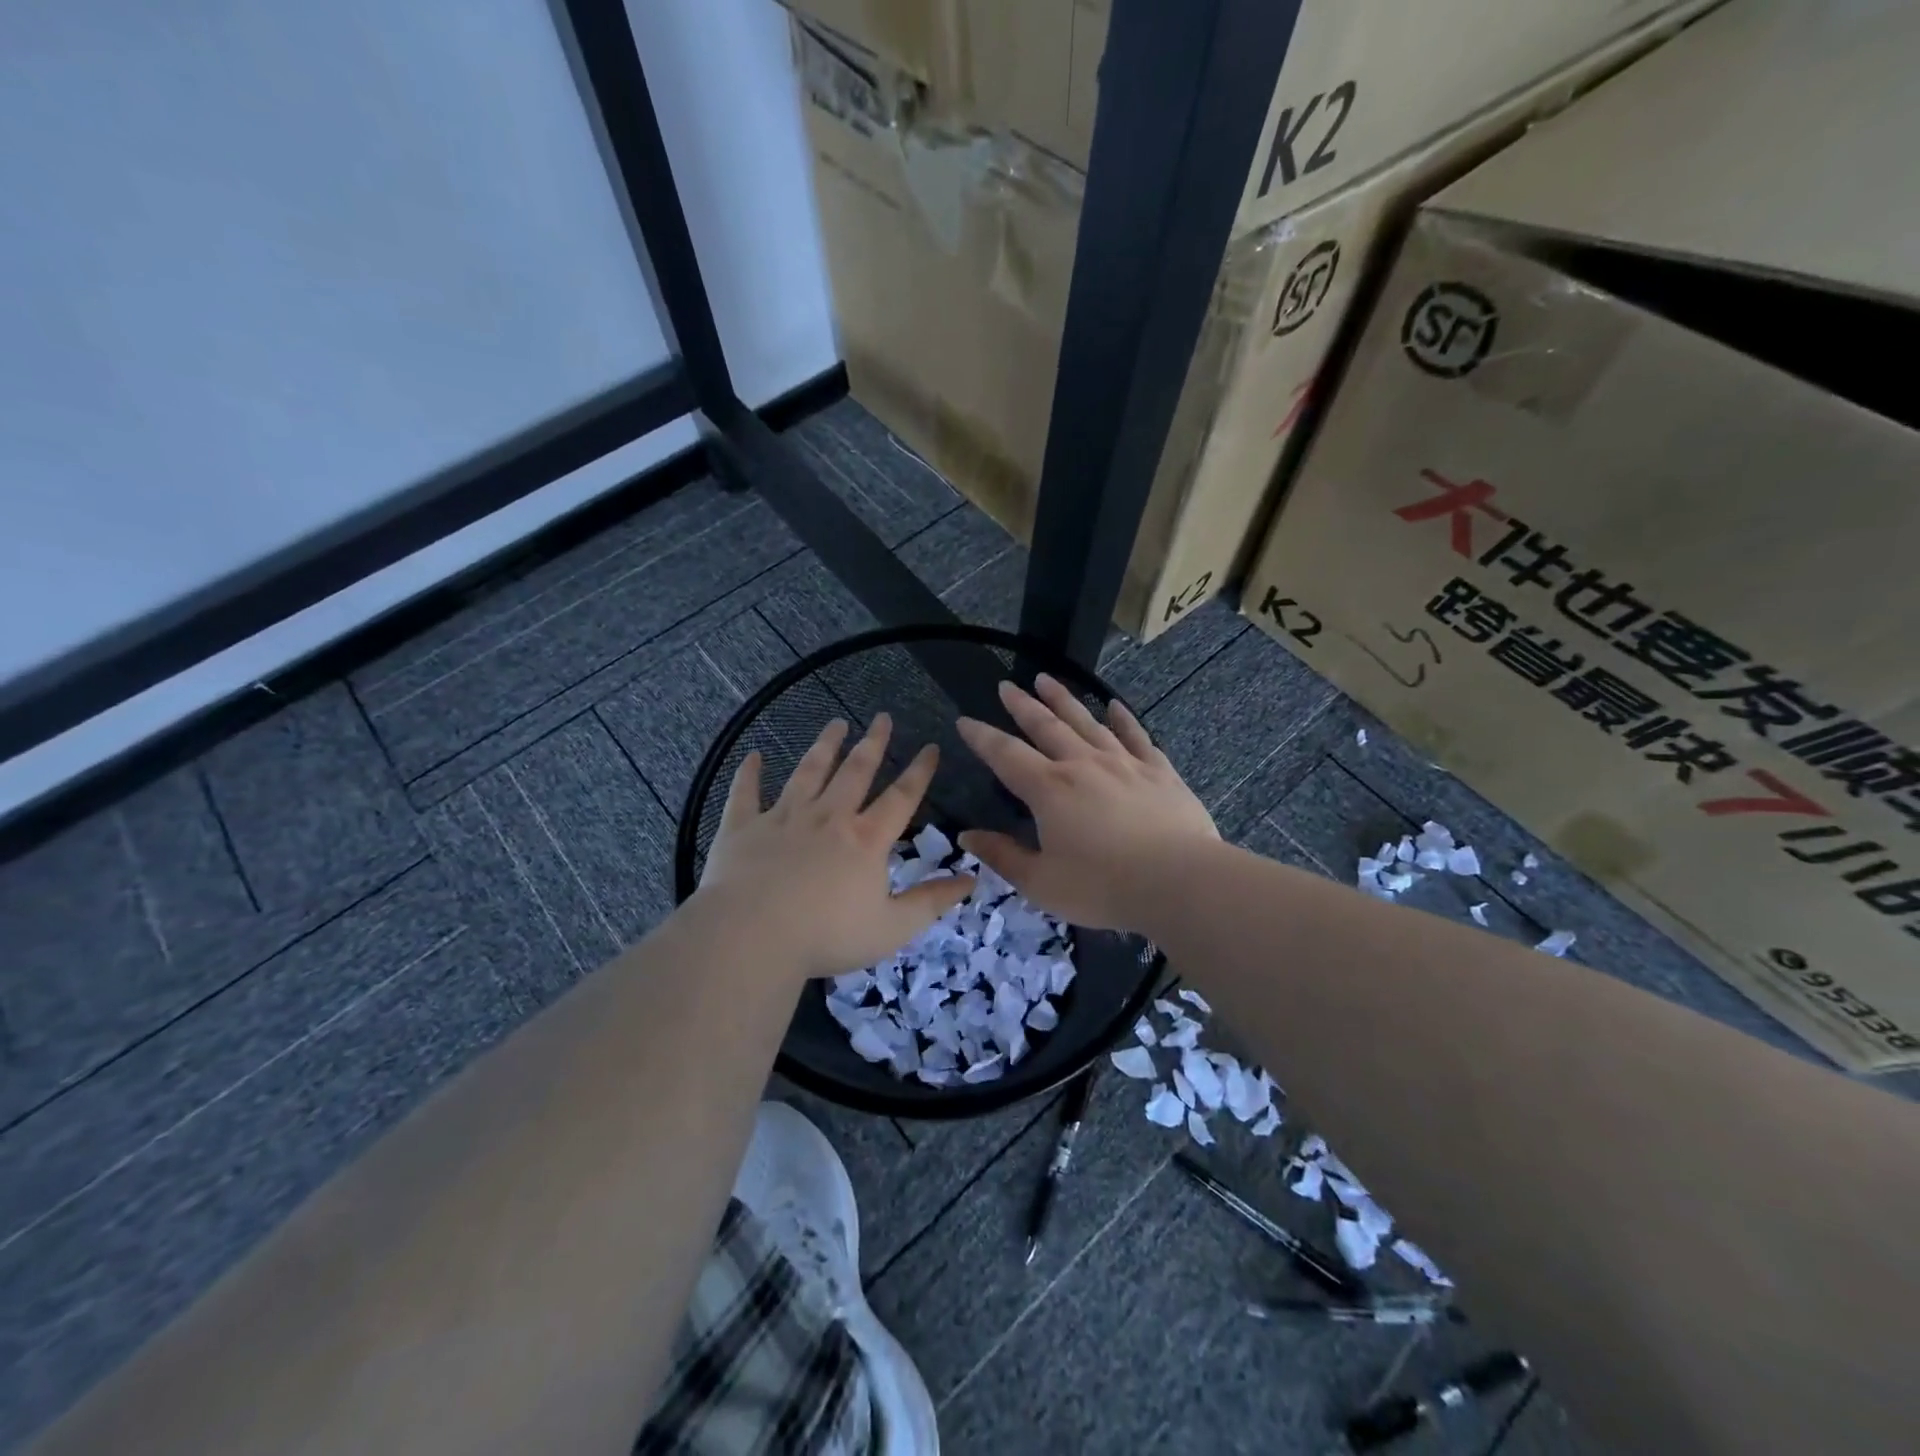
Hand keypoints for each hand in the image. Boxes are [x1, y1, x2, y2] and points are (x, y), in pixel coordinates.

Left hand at [697, 713, 974, 978]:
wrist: (752, 936)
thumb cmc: (827, 936)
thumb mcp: (892, 928)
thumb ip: (932, 902)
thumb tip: (972, 878)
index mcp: (866, 839)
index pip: (901, 797)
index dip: (920, 771)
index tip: (931, 746)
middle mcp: (828, 817)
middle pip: (855, 772)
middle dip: (872, 743)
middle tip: (881, 717)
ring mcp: (783, 818)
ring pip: (808, 772)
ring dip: (823, 746)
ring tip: (835, 723)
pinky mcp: (743, 827)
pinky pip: (746, 793)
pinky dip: (749, 773)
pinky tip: (753, 755)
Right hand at [956, 675, 1217, 932]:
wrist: (1180, 882)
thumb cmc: (1103, 887)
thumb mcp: (1041, 883)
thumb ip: (1002, 856)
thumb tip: (967, 834)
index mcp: (1049, 790)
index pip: (1006, 755)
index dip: (982, 737)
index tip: (965, 720)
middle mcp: (1082, 765)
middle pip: (1046, 726)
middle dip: (1022, 705)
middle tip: (1006, 686)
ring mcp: (1124, 763)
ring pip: (1087, 722)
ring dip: (1064, 700)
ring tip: (1046, 679)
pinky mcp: (1159, 771)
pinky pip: (1136, 736)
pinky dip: (1123, 719)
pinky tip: (1115, 705)